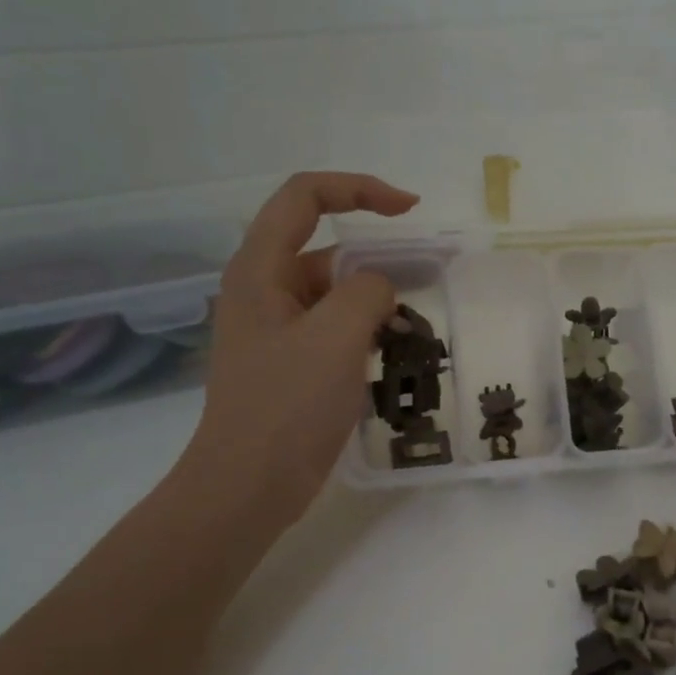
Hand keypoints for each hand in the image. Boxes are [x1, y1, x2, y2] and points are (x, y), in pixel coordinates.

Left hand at [178, 172, 417, 526]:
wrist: (250, 485)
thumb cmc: (287, 407)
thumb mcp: (335, 338)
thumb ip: (366, 293)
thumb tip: (380, 288)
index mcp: (259, 270)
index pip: (305, 197)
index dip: (358, 189)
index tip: (409, 209)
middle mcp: (264, 291)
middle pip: (325, 249)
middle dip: (376, 261)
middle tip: (426, 284)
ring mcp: (277, 331)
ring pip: (335, 295)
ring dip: (375, 304)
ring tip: (413, 331)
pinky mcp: (292, 364)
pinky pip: (335, 331)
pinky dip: (366, 334)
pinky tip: (394, 357)